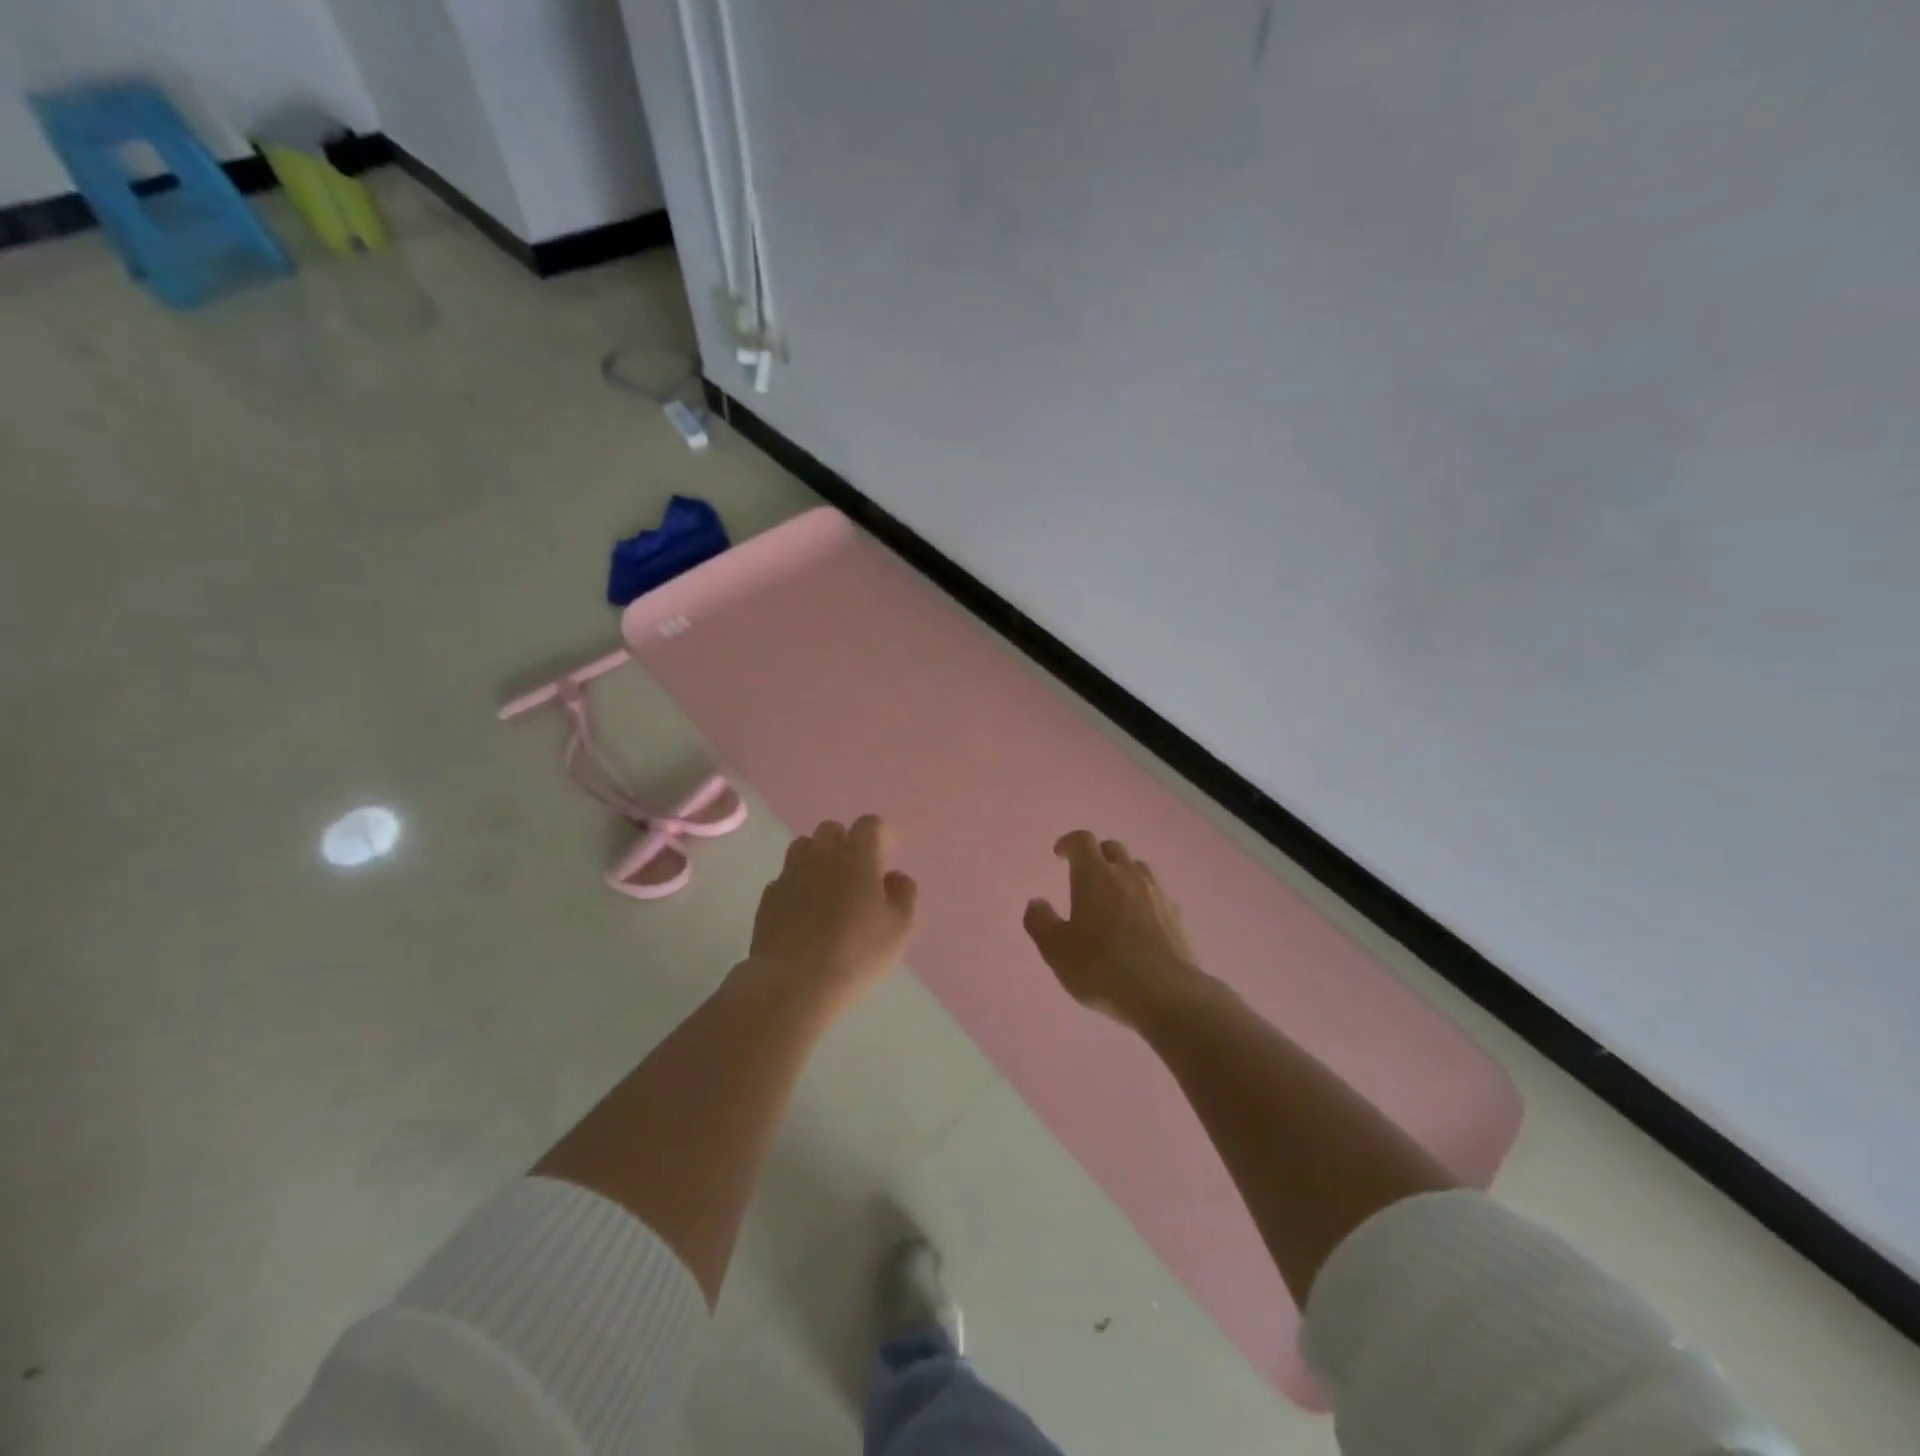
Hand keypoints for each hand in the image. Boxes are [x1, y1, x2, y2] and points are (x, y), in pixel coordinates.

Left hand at [748, 815, 917, 1012]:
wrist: (794, 983)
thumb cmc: (856, 953)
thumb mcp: (899, 928)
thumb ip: (903, 894)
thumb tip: (894, 877)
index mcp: (857, 856)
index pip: (869, 825)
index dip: (881, 834)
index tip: (888, 850)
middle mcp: (821, 855)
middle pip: (832, 830)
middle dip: (846, 841)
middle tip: (857, 869)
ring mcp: (790, 873)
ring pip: (803, 847)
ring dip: (818, 857)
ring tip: (828, 884)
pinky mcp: (769, 896)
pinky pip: (785, 877)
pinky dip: (797, 884)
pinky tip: (804, 909)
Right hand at [1023, 830, 1199, 1026]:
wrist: (1166, 994)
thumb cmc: (1101, 967)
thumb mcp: (1057, 950)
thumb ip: (1040, 922)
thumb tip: (1036, 903)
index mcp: (1095, 875)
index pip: (1082, 841)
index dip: (1069, 842)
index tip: (1059, 854)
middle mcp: (1127, 875)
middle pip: (1112, 848)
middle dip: (1096, 855)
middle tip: (1084, 876)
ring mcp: (1156, 894)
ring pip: (1138, 868)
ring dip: (1122, 873)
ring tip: (1112, 896)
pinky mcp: (1176, 916)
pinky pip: (1156, 894)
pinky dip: (1142, 898)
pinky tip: (1138, 922)